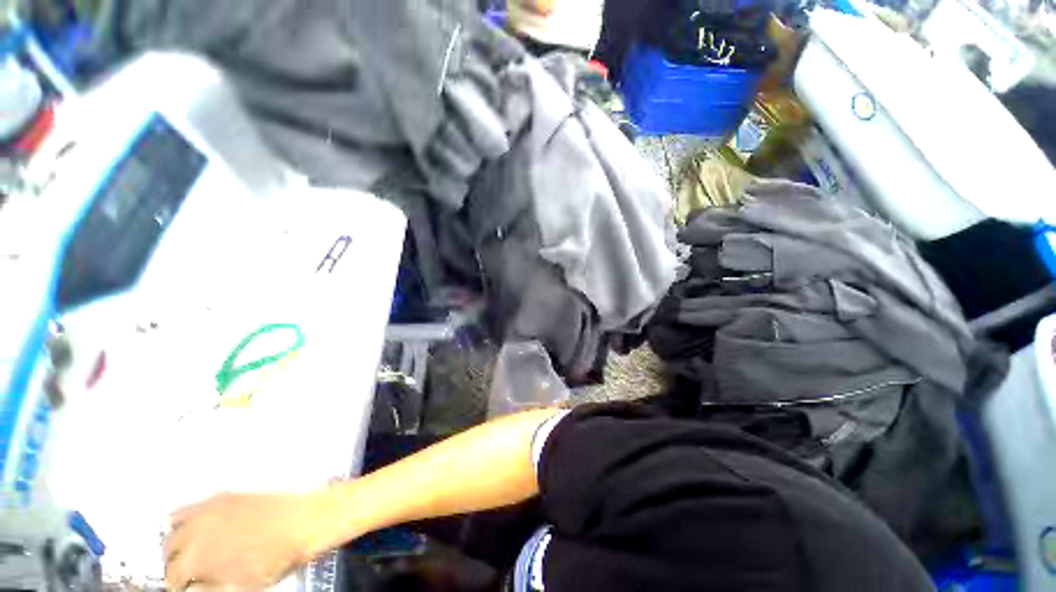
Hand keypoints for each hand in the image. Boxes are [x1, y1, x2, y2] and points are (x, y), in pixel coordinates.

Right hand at [164, 492, 328, 590]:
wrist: (305, 522)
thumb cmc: (277, 556)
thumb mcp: (236, 587)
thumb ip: (205, 589)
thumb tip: (191, 588)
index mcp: (195, 557)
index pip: (171, 578)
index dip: (179, 586)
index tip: (184, 587)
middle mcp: (195, 529)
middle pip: (168, 550)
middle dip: (175, 563)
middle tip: (186, 572)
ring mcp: (209, 508)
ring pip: (173, 526)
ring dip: (177, 540)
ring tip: (188, 550)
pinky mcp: (224, 496)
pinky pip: (193, 507)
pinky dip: (187, 519)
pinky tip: (198, 528)